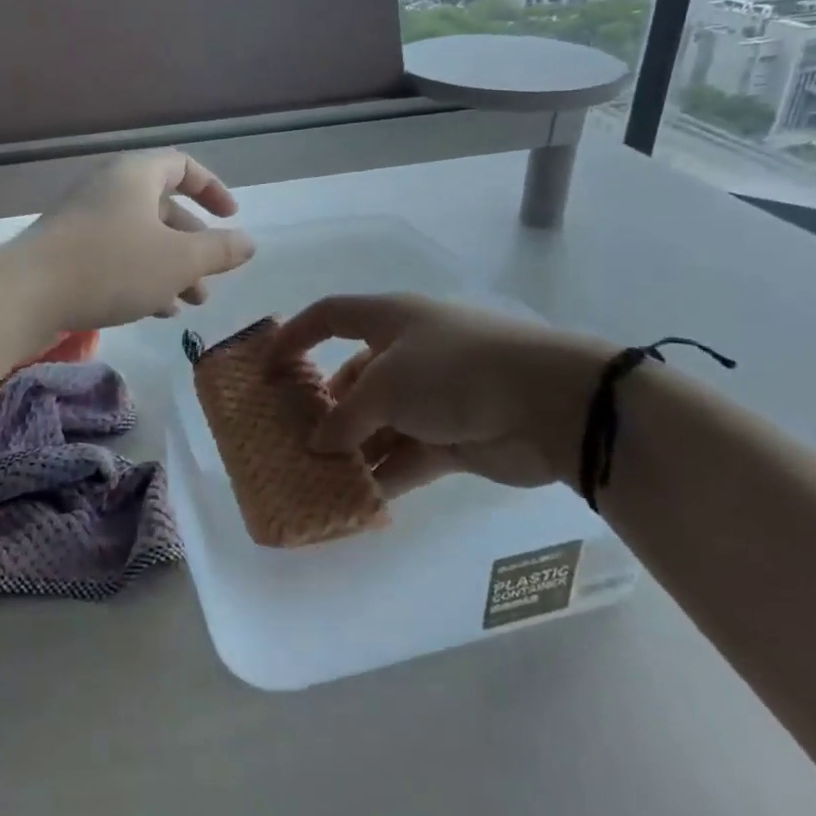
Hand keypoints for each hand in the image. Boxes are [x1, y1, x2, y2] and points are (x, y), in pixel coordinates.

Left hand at [18, 151, 255, 331]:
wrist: (25, 294)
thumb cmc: (112, 265)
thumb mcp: (178, 260)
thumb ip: (219, 250)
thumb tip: (249, 242)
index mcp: (136, 175)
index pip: (183, 166)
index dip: (213, 190)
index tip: (231, 218)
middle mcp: (108, 188)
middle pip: (163, 208)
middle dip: (193, 245)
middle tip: (210, 279)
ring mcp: (83, 219)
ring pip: (140, 237)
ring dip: (170, 267)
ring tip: (190, 303)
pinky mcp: (66, 250)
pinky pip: (115, 254)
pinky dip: (141, 276)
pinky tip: (156, 310)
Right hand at [271, 294, 609, 494]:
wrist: (548, 404)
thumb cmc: (454, 371)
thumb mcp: (386, 386)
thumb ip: (345, 417)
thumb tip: (319, 443)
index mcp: (390, 319)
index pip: (330, 316)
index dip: (295, 336)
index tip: (266, 370)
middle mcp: (408, 353)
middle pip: (354, 377)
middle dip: (325, 408)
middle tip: (294, 439)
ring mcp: (433, 397)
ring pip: (379, 422)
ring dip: (352, 449)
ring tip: (317, 477)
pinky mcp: (454, 437)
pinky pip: (406, 455)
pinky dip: (383, 474)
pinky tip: (356, 500)